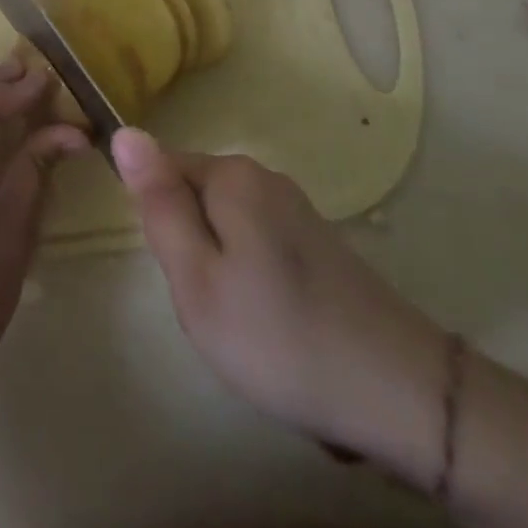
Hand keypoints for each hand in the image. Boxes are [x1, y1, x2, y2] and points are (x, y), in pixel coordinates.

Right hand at [112, 128, 450, 483]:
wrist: (403, 396)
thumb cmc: (279, 337)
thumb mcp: (196, 278)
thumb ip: (158, 203)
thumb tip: (124, 132)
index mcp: (231, 175)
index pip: (161, 169)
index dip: (158, 223)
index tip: (179, 273)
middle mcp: (264, 176)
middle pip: (194, 198)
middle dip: (188, 248)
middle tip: (208, 306)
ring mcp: (296, 209)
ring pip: (224, 226)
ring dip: (219, 268)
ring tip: (241, 323)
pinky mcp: (319, 242)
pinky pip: (256, 245)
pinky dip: (252, 281)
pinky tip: (274, 326)